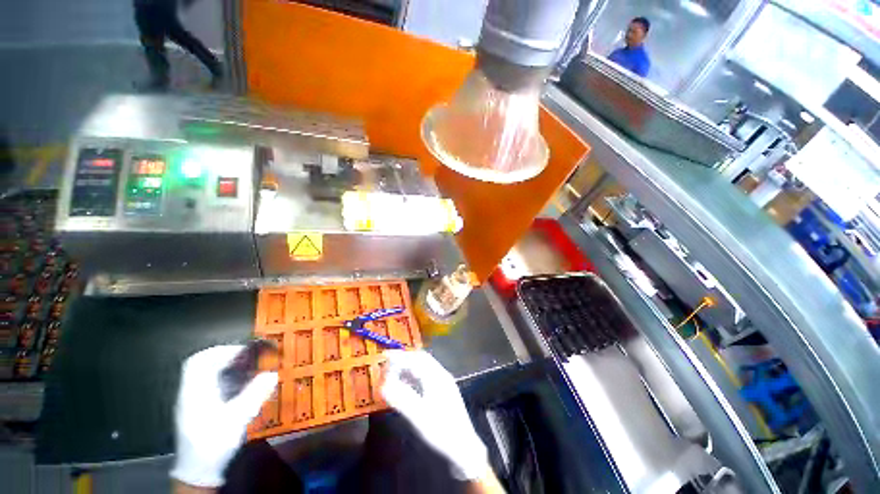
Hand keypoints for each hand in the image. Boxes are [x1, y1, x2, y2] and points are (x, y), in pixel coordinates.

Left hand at [170, 345, 277, 487]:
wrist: (198, 471)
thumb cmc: (214, 443)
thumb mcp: (236, 420)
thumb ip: (254, 395)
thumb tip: (273, 374)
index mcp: (195, 392)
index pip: (199, 361)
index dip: (222, 351)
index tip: (244, 351)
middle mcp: (190, 392)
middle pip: (201, 363)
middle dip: (225, 355)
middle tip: (248, 356)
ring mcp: (192, 400)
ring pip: (204, 373)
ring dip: (225, 365)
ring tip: (247, 367)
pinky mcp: (197, 408)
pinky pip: (208, 383)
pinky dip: (223, 377)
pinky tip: (239, 384)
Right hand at [381, 350, 489, 480]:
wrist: (464, 448)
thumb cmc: (441, 431)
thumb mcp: (418, 416)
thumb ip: (401, 399)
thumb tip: (383, 385)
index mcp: (437, 377)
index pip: (416, 359)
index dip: (400, 357)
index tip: (385, 357)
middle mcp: (442, 375)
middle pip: (422, 359)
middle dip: (405, 359)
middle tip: (388, 364)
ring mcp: (444, 383)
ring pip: (425, 367)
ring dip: (410, 366)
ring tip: (395, 372)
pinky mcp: (444, 392)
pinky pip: (427, 375)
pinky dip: (415, 375)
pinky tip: (408, 384)